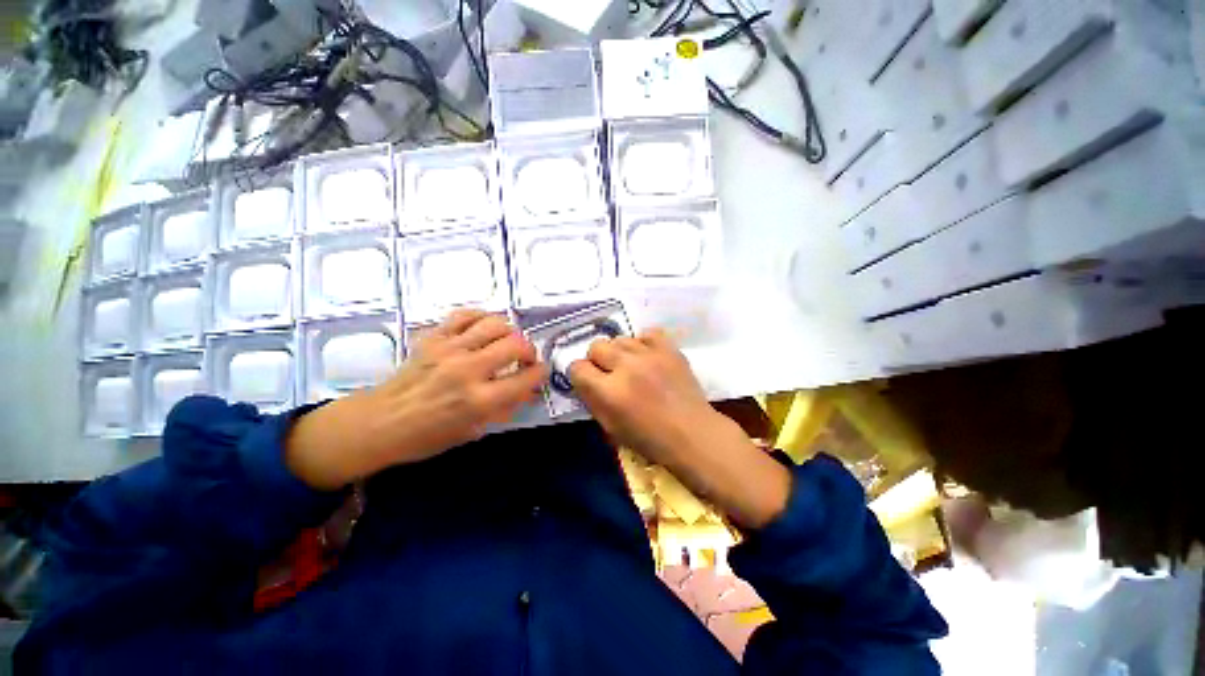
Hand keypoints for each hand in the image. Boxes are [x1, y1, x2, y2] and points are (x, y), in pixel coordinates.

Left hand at [287, 310, 548, 489]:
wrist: (378, 423)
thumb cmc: (427, 437)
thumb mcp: (473, 431)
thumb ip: (504, 408)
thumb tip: (528, 391)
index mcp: (479, 401)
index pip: (526, 378)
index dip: (540, 373)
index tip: (540, 372)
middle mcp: (467, 370)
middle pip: (515, 344)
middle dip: (529, 350)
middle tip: (525, 358)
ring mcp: (449, 349)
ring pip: (494, 324)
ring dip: (509, 332)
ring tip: (506, 342)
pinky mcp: (433, 337)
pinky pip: (465, 315)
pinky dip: (481, 318)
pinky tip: (484, 328)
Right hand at [568, 330, 791, 528]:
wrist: (692, 433)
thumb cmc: (649, 438)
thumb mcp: (611, 427)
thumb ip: (592, 399)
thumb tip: (584, 379)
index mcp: (609, 392)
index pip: (578, 367)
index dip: (580, 375)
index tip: (588, 381)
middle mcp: (626, 367)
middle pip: (596, 346)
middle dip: (598, 360)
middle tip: (610, 374)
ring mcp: (650, 354)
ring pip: (619, 338)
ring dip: (620, 352)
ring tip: (631, 366)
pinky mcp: (669, 348)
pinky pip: (647, 333)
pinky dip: (643, 344)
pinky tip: (647, 357)